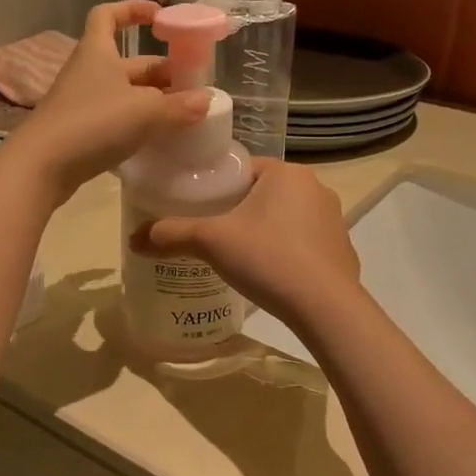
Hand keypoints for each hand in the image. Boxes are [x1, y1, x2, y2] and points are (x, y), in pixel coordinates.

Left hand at [8, 1, 208, 199]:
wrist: (42, 166)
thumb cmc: (94, 123)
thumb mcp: (145, 112)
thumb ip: (178, 107)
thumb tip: (204, 101)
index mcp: (98, 52)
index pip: (109, 15)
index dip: (133, 10)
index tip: (160, 17)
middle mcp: (88, 72)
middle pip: (128, 63)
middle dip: (160, 72)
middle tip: (190, 88)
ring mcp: (81, 103)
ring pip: (123, 94)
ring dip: (152, 101)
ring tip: (182, 115)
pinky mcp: (79, 132)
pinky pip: (114, 119)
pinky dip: (136, 125)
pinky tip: (157, 140)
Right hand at [146, 159, 362, 327]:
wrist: (325, 307)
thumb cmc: (267, 258)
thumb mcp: (211, 242)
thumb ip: (171, 235)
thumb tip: (133, 239)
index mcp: (286, 172)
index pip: (242, 168)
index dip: (217, 184)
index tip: (197, 205)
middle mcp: (315, 188)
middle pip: (264, 192)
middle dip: (239, 209)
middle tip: (211, 232)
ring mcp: (334, 220)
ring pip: (286, 217)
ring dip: (264, 230)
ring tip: (237, 255)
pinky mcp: (342, 250)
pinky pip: (305, 243)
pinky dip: (286, 252)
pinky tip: (269, 274)